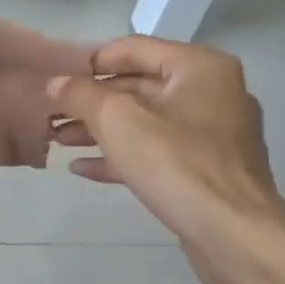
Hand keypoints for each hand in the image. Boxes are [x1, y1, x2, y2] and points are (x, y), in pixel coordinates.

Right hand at [49, 37, 284, 283]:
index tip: (54, 82)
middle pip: (137, 85)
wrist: (234, 234)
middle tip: (50, 114)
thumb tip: (55, 83)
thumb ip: (81, 95)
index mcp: (198, 67)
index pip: (132, 49)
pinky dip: (121, 155)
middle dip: (91, 101)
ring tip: (58, 141)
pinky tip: (84, 168)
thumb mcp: (117, 121)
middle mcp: (211, 91)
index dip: (88, 63)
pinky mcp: (206, 168)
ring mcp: (212, 133)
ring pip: (144, 121)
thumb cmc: (176, 165)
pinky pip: (156, 151)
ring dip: (99, 129)